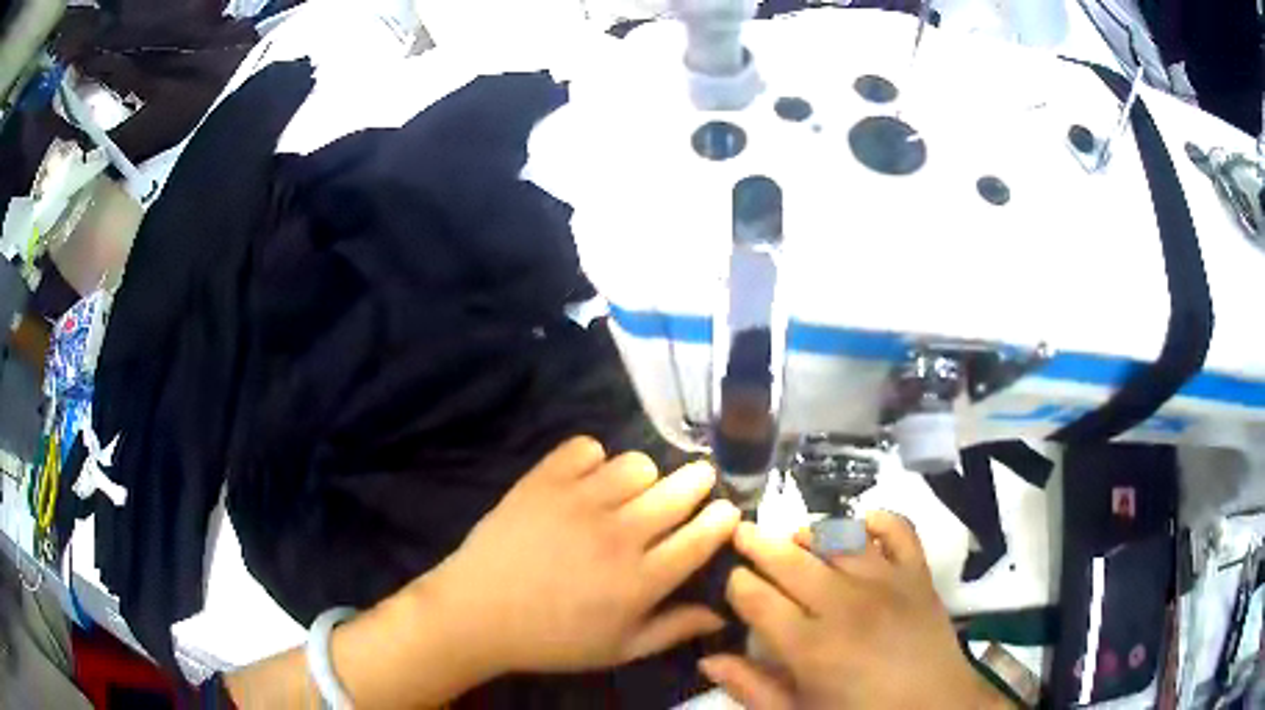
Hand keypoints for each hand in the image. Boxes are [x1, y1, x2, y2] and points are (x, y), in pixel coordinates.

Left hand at [417, 437, 740, 674]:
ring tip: (629, 492)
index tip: (725, 511)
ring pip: (637, 464)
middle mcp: (618, 535)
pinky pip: (586, 448)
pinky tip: (583, 481)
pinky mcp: (543, 480)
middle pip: (679, 490)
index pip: (702, 536)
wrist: (477, 613)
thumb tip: (722, 614)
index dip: (722, 518)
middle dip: (698, 482)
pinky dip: (591, 460)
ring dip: (642, 477)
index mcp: (640, 581)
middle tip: (693, 486)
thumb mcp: (618, 650)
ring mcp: (578, 502)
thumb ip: (674, 630)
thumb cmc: (552, 639)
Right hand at [700, 513, 1009, 709]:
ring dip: (809, 533)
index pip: (756, 596)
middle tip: (741, 535)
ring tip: (794, 540)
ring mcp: (886, 581)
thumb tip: (707, 659)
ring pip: (836, 537)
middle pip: (789, 558)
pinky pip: (897, 528)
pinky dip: (876, 519)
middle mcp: (844, 604)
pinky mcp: (918, 572)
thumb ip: (751, 688)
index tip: (731, 583)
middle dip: (757, 542)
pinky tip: (859, 528)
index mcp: (809, 646)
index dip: (736, 583)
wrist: (935, 709)